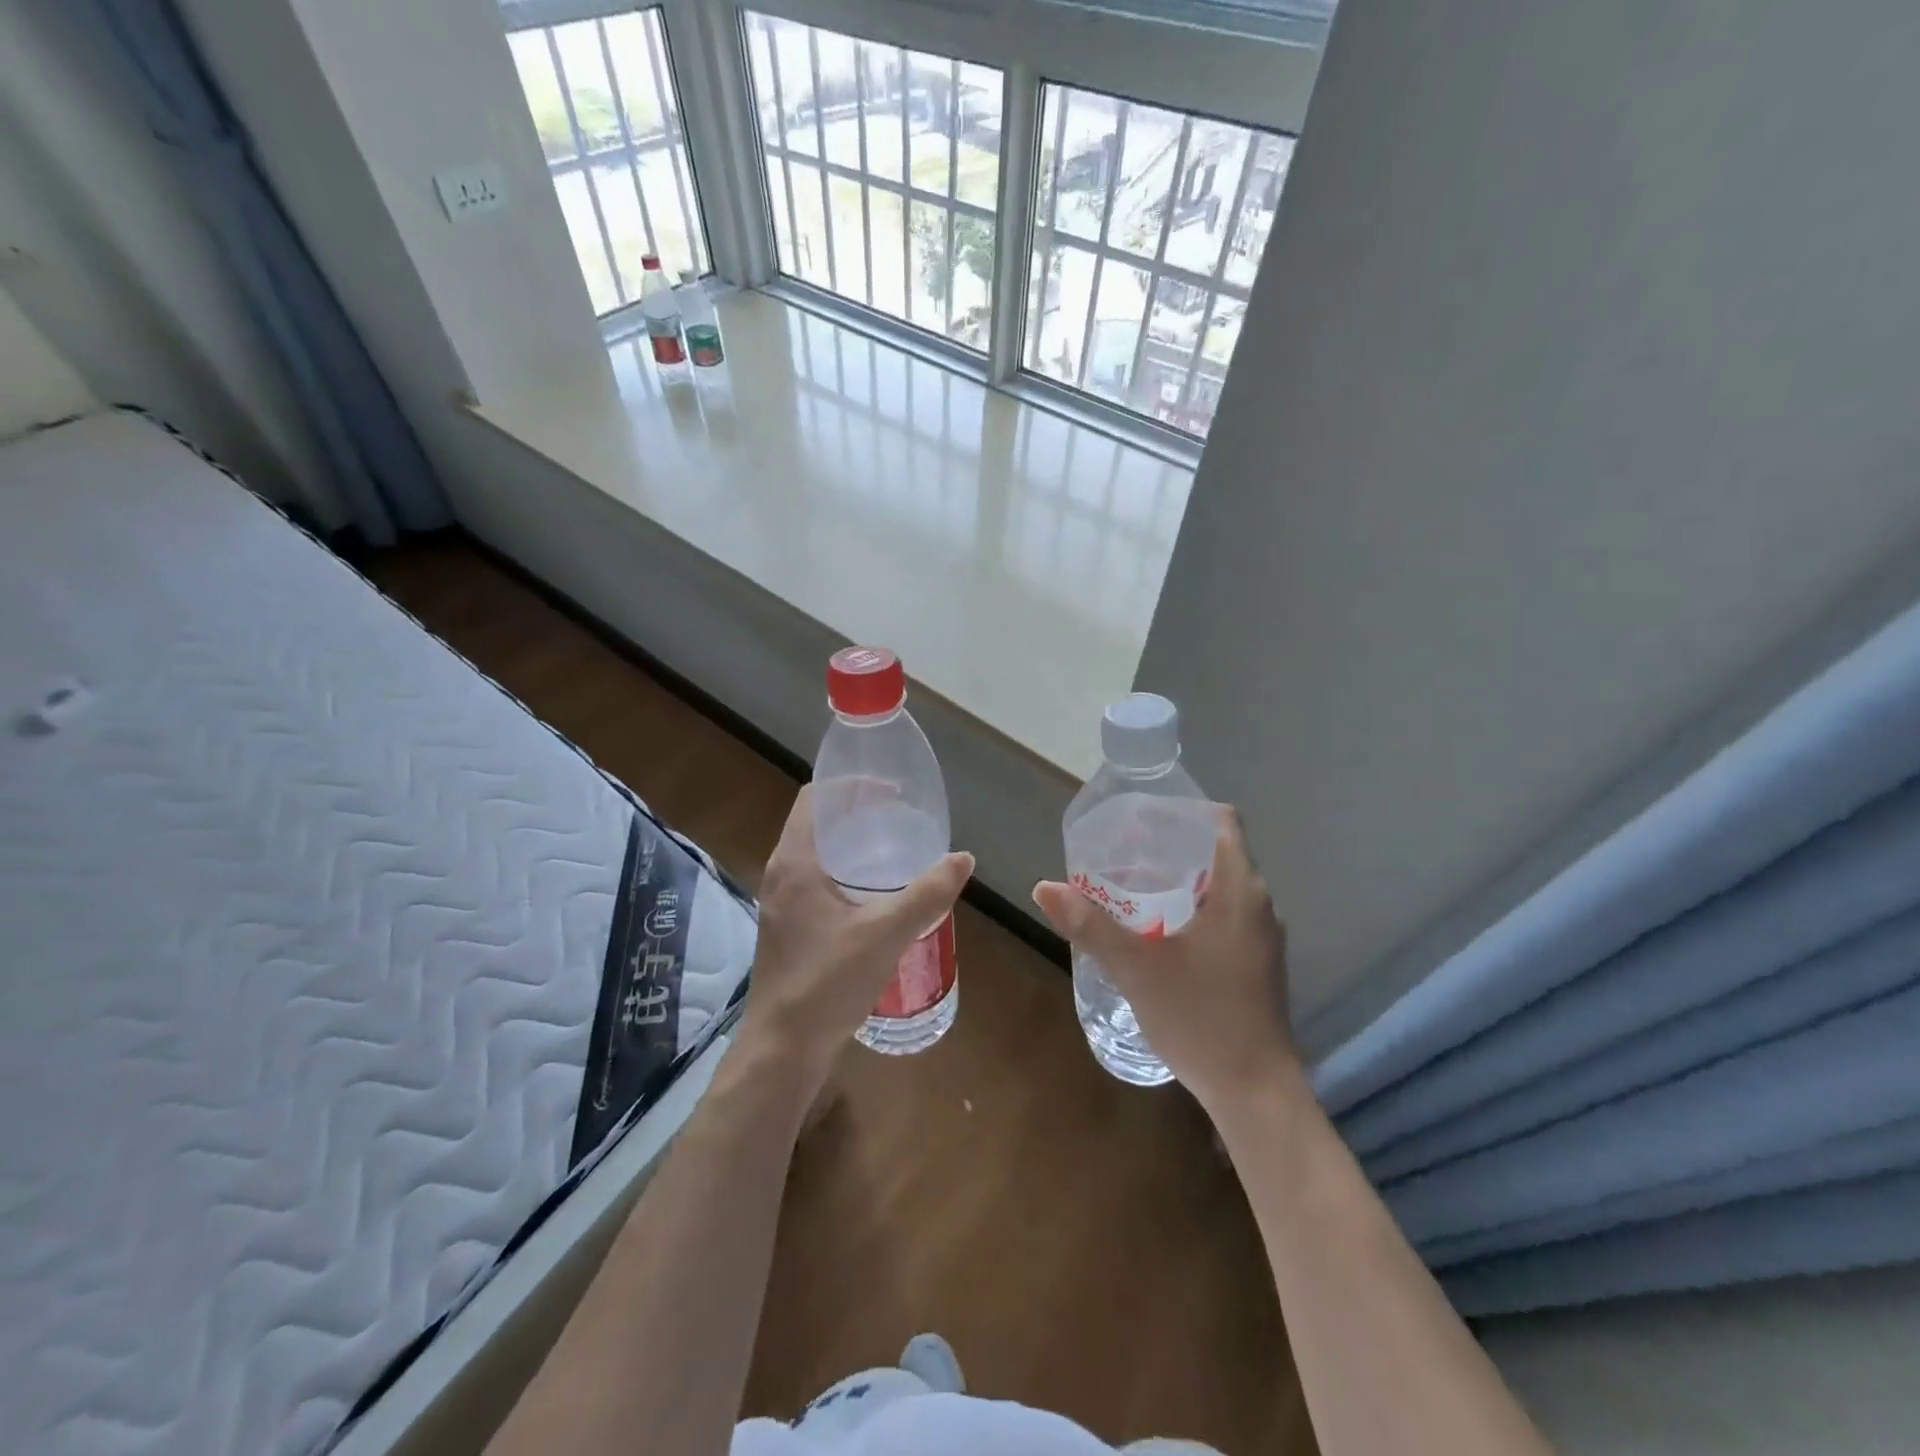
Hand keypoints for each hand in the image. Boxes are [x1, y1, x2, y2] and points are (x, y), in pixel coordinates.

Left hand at [739, 785, 973, 1090]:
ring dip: (852, 843)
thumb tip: (962, 858)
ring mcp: (782, 902)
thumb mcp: (886, 933)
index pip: (815, 798)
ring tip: (895, 848)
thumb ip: (927, 894)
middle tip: (901, 817)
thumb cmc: (828, 982)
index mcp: (795, 862)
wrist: (784, 1048)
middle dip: (858, 813)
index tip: (892, 790)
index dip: (852, 785)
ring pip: (817, 853)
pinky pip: (817, 880)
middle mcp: (782, 874)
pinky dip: (846, 871)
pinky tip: (877, 893)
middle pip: (817, 822)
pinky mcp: (789, 927)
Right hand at [1032, 805, 1293, 1114]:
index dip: (1183, 810)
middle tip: (1121, 850)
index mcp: (1241, 890)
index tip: (1141, 818)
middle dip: (1170, 845)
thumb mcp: (1136, 968)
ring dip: (1180, 879)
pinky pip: (1225, 915)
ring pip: (1221, 886)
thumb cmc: (1201, 1018)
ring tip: (1131, 886)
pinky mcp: (1258, 963)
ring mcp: (1263, 937)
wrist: (1256, 1094)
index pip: (1222, 821)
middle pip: (1217, 851)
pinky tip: (1157, 930)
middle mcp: (1260, 904)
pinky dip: (1192, 908)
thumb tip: (1044, 887)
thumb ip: (1089, 925)